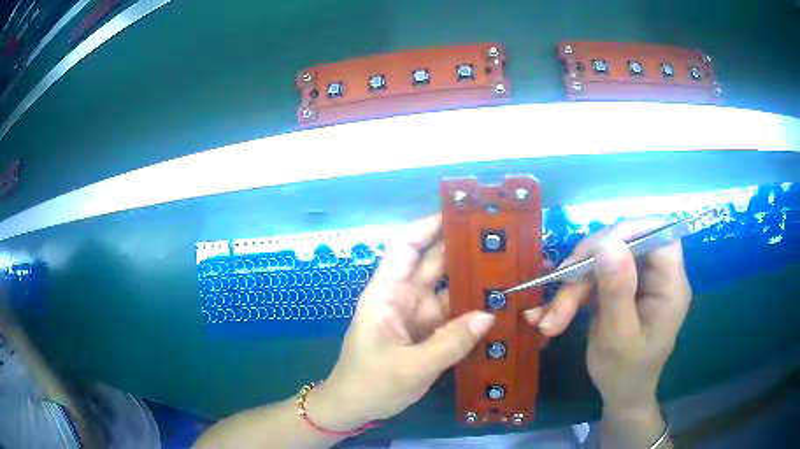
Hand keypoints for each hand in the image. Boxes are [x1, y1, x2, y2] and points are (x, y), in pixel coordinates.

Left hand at [308, 215, 495, 428]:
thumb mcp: (412, 367)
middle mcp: (402, 298)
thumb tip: (490, 314)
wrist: (353, 409)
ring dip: (474, 283)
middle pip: (433, 264)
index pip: (406, 246)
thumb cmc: (371, 385)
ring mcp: (416, 317)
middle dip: (464, 250)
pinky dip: (472, 311)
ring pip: (448, 290)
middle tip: (503, 241)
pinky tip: (498, 307)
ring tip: (511, 272)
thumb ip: (452, 342)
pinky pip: (452, 316)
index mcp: (387, 294)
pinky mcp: (426, 334)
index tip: (464, 214)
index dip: (430, 225)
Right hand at [525, 218, 690, 410]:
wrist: (620, 394)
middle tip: (560, 290)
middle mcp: (656, 275)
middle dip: (588, 266)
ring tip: (549, 320)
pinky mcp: (619, 288)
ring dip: (572, 287)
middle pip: (623, 243)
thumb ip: (617, 291)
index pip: (658, 233)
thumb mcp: (619, 337)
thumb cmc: (625, 373)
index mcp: (670, 285)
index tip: (593, 250)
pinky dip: (569, 295)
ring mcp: (636, 281)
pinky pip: (592, 277)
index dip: (628, 231)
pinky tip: (549, 317)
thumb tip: (608, 242)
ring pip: (601, 261)